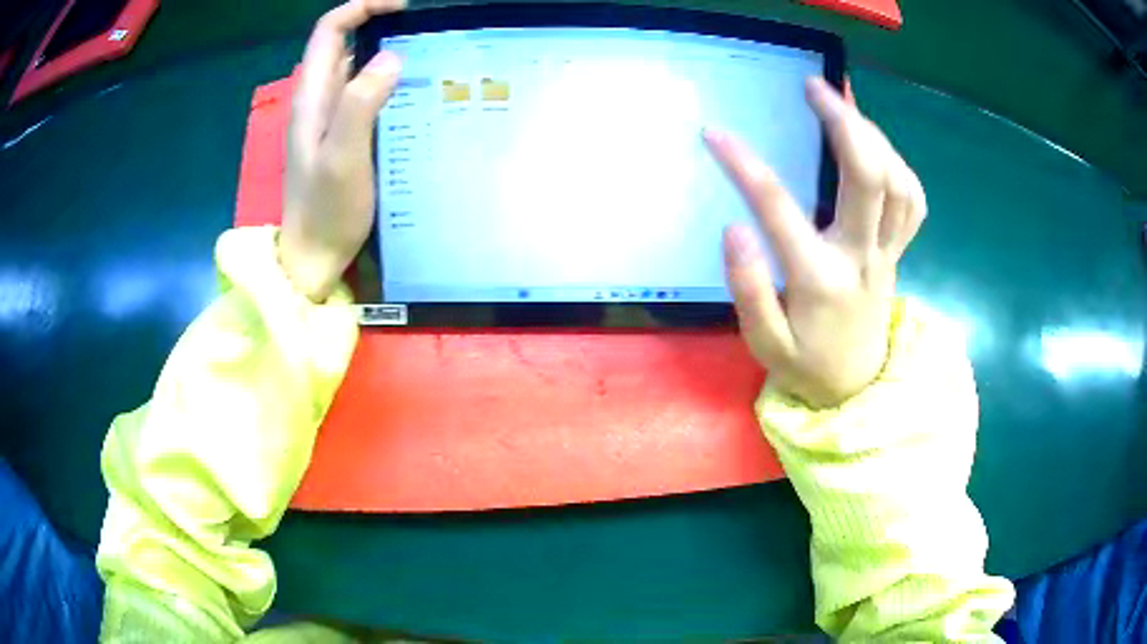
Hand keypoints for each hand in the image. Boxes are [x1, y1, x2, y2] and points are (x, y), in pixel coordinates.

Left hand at [280, 0, 404, 301]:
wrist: (313, 256)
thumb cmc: (327, 211)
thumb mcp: (343, 157)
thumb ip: (360, 104)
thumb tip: (389, 56)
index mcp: (313, 97)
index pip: (330, 30)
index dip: (362, 7)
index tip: (402, 7)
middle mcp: (317, 99)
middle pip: (343, 43)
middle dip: (379, 25)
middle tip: (424, 32)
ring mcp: (328, 118)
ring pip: (355, 67)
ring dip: (386, 52)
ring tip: (427, 56)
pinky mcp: (341, 135)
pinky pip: (363, 93)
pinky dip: (387, 81)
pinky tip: (413, 93)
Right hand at [705, 78, 925, 407]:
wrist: (855, 388)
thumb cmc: (806, 365)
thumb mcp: (764, 343)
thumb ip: (749, 289)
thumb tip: (736, 229)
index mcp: (821, 281)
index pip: (781, 211)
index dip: (745, 166)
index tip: (716, 134)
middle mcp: (863, 258)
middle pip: (870, 178)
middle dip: (844, 123)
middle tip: (814, 87)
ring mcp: (888, 253)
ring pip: (899, 182)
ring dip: (874, 136)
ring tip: (842, 107)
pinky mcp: (898, 251)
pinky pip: (913, 201)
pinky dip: (898, 164)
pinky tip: (875, 147)